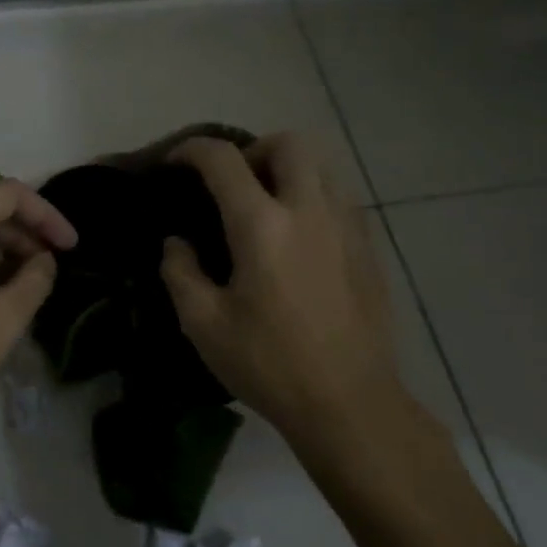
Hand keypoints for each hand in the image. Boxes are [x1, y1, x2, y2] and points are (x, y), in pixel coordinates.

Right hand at [159, 134, 411, 458]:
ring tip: (267, 207)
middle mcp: (309, 211)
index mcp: (262, 225)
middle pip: (289, 143)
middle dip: (254, 149)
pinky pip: (341, 198)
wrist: (349, 403)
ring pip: (323, 166)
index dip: (193, 150)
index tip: (176, 163)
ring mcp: (347, 227)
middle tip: (234, 183)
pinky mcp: (369, 248)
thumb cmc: (269, 364)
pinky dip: (313, 198)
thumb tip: (177, 243)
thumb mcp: (203, 324)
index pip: (224, 160)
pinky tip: (299, 239)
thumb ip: (180, 272)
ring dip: (289, 170)